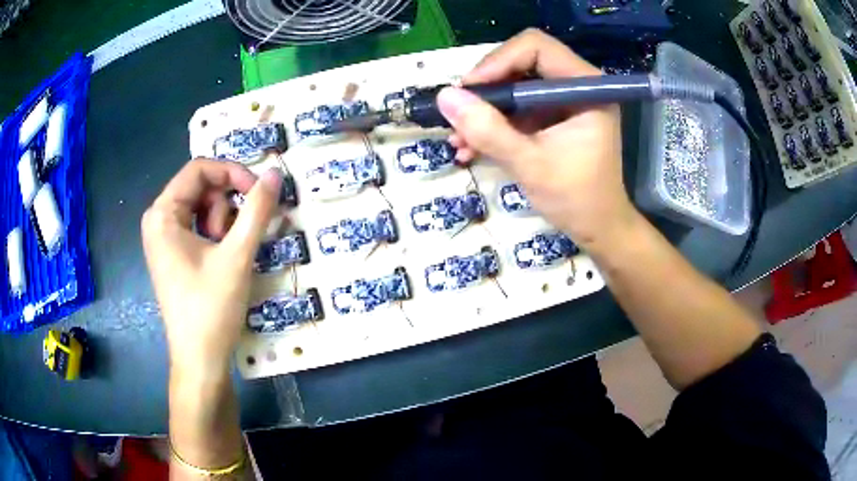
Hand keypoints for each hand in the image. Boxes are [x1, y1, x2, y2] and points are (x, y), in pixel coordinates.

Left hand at [141, 159, 281, 377]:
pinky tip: (222, 261)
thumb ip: (257, 210)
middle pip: (200, 187)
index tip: (259, 192)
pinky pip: (198, 227)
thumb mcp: (237, 256)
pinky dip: (216, 236)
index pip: (199, 169)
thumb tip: (276, 173)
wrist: (200, 360)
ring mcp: (164, 238)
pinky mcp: (172, 253)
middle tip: (237, 238)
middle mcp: (158, 219)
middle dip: (226, 206)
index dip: (232, 172)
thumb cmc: (211, 308)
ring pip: (202, 207)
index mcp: (162, 213)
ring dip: (223, 224)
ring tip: (228, 256)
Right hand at [438, 29, 634, 247]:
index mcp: (586, 87)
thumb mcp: (530, 165)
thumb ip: (488, 131)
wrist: (598, 228)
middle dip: (486, 89)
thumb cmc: (577, 199)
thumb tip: (445, 97)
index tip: (468, 92)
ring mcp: (564, 100)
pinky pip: (516, 107)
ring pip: (514, 84)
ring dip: (484, 109)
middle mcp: (577, 84)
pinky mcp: (553, 115)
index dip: (497, 62)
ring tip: (458, 139)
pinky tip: (471, 147)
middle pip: (520, 62)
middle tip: (459, 115)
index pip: (536, 48)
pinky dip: (494, 123)